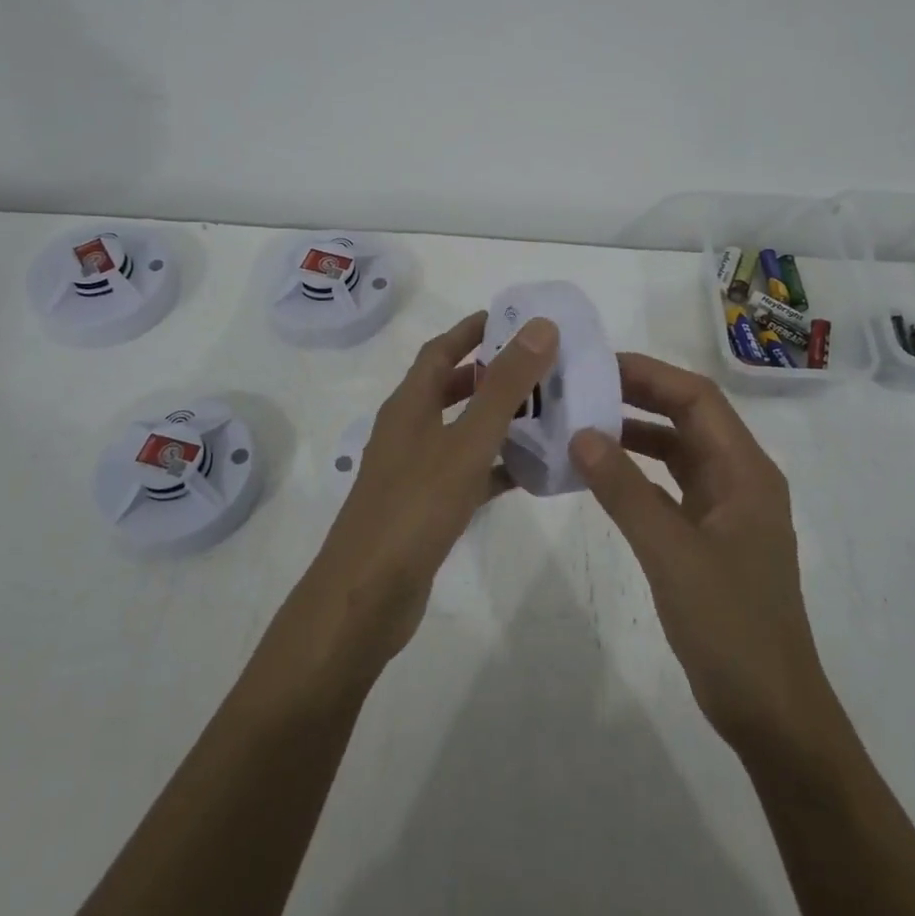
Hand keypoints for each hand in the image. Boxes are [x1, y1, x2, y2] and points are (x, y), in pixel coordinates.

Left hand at [266, 310, 556, 694]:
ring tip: (547, 413)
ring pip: (461, 431)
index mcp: (409, 405)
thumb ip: (504, 386)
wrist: (367, 596)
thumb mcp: (466, 442)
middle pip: (451, 388)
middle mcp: (408, 431)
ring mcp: (414, 471)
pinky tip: (530, 473)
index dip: (472, 330)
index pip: (440, 350)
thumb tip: (539, 327)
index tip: (513, 319)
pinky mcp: (425, 508)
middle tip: (541, 368)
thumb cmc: (415, 508)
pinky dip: (495, 466)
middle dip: (492, 374)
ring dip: (498, 420)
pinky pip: (467, 473)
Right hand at [569, 354, 830, 754]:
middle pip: (689, 418)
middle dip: (639, 397)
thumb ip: (625, 491)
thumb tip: (581, 434)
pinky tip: (601, 475)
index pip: (698, 399)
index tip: (598, 365)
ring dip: (636, 434)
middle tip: (581, 387)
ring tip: (583, 422)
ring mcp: (727, 510)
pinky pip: (671, 487)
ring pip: (679, 452)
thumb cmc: (730, 626)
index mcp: (746, 472)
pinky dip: (638, 474)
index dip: (650, 374)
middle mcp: (740, 480)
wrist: (771, 710)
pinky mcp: (711, 538)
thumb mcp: (671, 553)